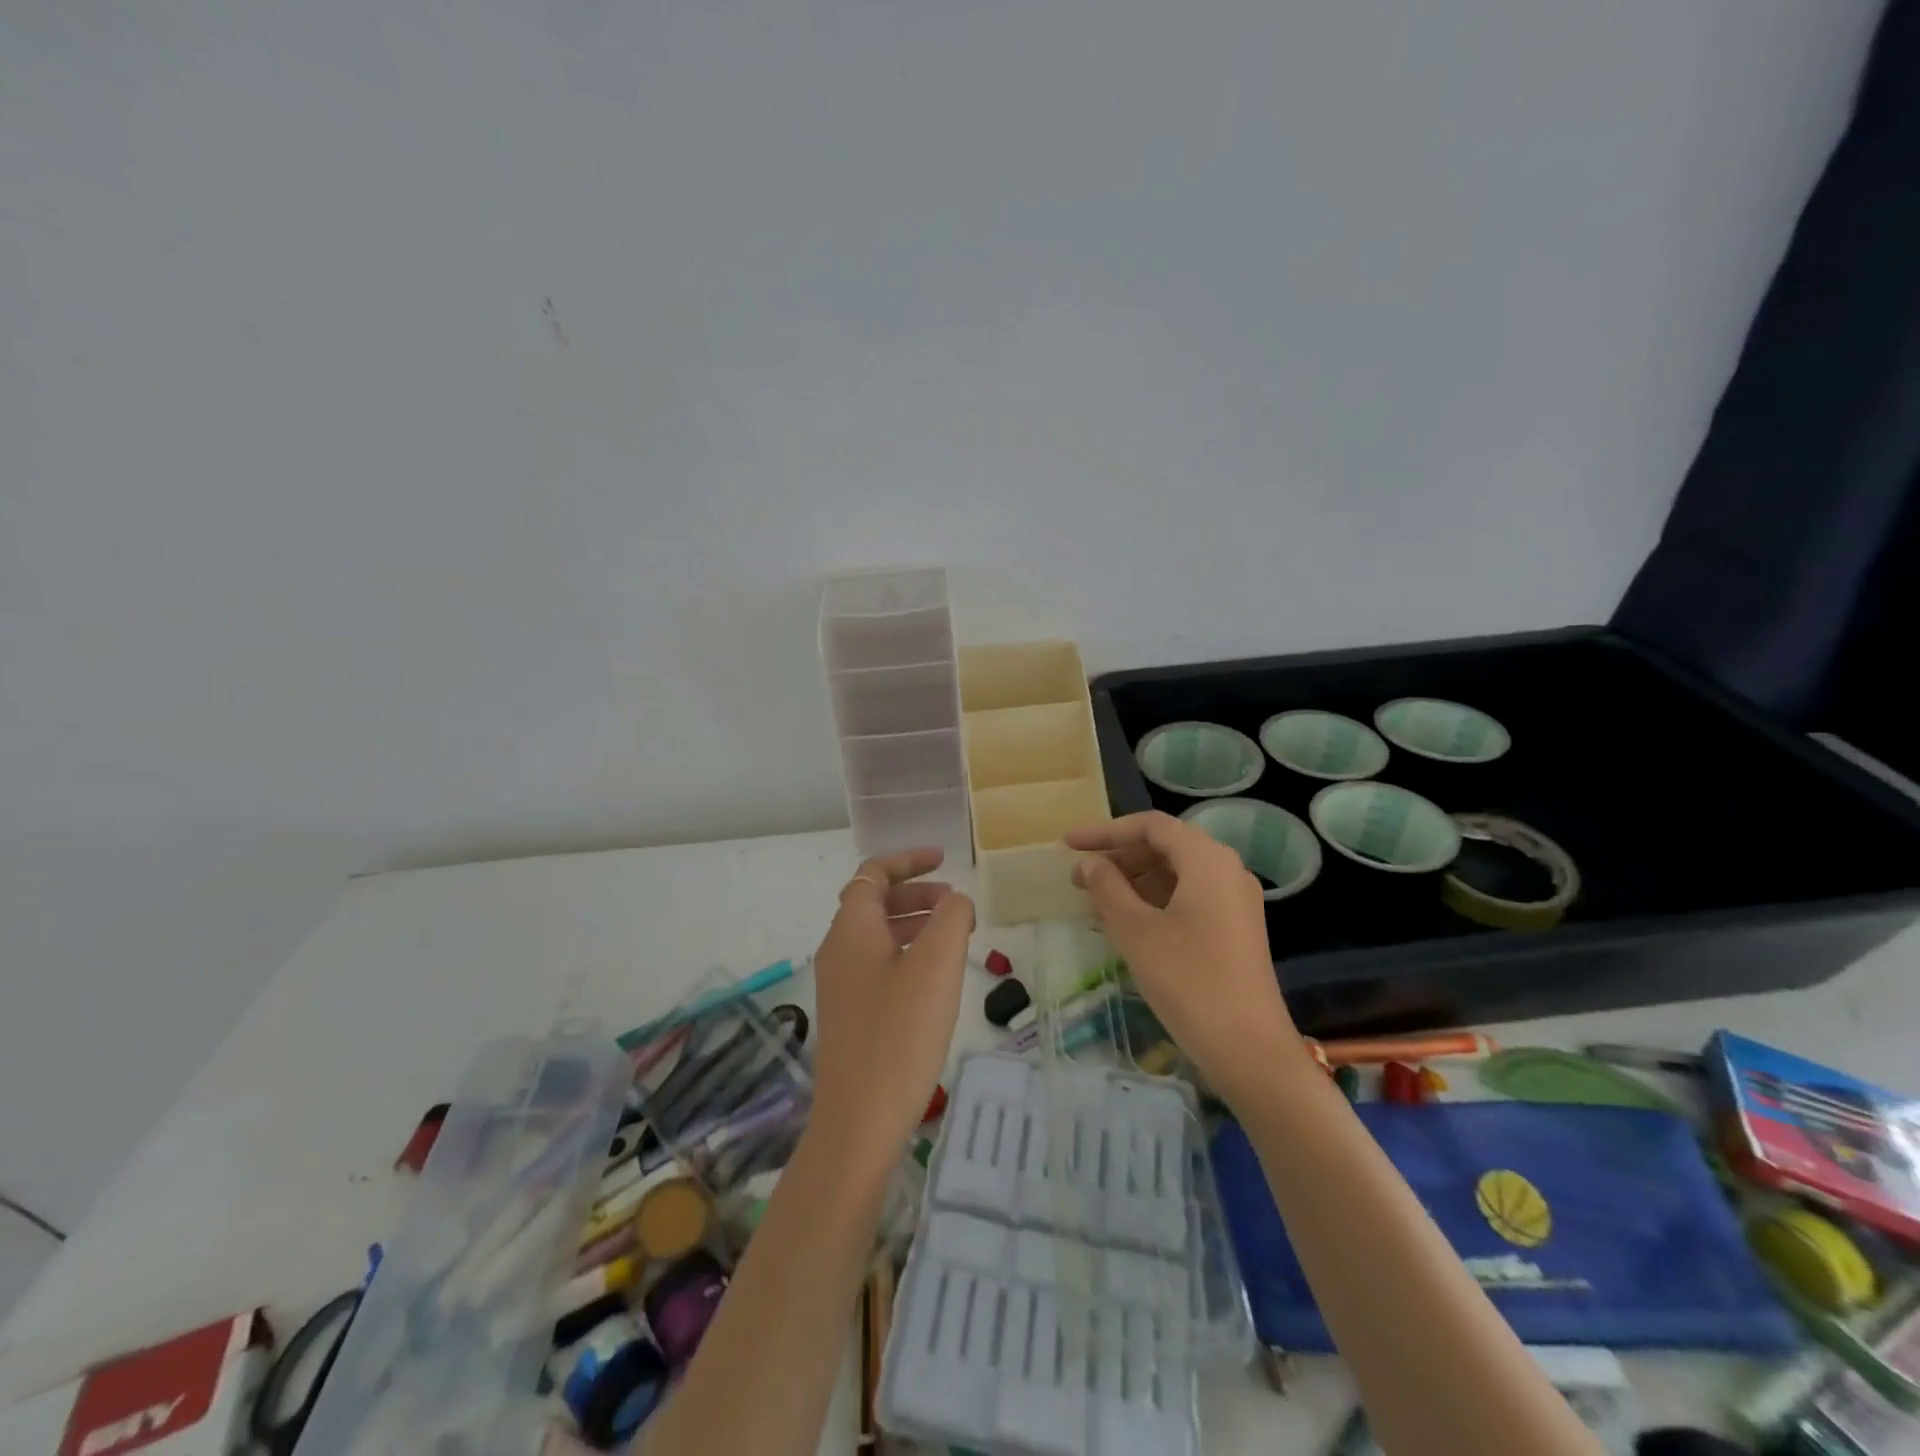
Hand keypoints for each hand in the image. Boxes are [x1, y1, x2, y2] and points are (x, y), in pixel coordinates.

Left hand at [806, 848, 973, 1165]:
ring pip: (877, 936)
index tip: (944, 859)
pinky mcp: (849, 1016)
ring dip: (913, 924)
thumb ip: (951, 918)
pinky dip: (906, 954)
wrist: (858, 1122)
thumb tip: (956, 900)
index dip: (907, 860)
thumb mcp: (936, 966)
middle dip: (915, 894)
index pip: (873, 874)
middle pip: (873, 903)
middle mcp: (838, 951)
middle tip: (955, 903)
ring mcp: (840, 986)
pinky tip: (934, 979)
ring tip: (953, 936)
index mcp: (851, 930)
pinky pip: (877, 965)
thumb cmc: (899, 1034)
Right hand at [1066, 812, 1302, 1101]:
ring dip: (1133, 881)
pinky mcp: (1235, 928)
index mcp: (1207, 859)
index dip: (1105, 832)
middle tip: (1078, 879)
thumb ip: (1108, 889)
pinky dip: (1154, 901)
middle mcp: (1226, 870)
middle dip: (1118, 858)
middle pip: (1165, 846)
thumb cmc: (1189, 981)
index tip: (1068, 846)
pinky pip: (1188, 897)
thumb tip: (1090, 864)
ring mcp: (1235, 901)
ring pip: (1175, 873)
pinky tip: (1126, 923)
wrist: (1250, 1050)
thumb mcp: (1136, 931)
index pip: (1150, 826)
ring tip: (1095, 902)